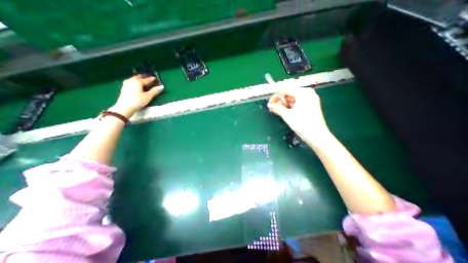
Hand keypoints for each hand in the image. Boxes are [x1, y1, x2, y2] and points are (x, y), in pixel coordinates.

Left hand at [112, 75, 163, 116]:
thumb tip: (161, 86)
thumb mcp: (148, 96)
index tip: (155, 78)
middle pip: (138, 77)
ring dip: (139, 79)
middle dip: (144, 77)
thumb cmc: (138, 101)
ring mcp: (126, 83)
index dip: (151, 79)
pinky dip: (135, 82)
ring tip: (143, 81)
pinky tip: (137, 85)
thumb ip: (155, 91)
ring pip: (134, 79)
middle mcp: (131, 80)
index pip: (146, 79)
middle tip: (148, 78)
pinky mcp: (124, 87)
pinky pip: (131, 82)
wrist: (125, 107)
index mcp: (138, 82)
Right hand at [269, 85, 330, 142]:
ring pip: (293, 98)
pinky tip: (284, 111)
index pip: (286, 89)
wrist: (317, 136)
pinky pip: (298, 102)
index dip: (276, 95)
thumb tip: (269, 105)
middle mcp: (308, 93)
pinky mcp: (311, 105)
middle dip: (280, 100)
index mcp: (303, 93)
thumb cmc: (302, 124)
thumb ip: (277, 108)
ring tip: (277, 110)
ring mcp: (310, 99)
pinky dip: (290, 106)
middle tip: (272, 107)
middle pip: (290, 93)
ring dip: (284, 104)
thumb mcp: (287, 115)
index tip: (270, 102)